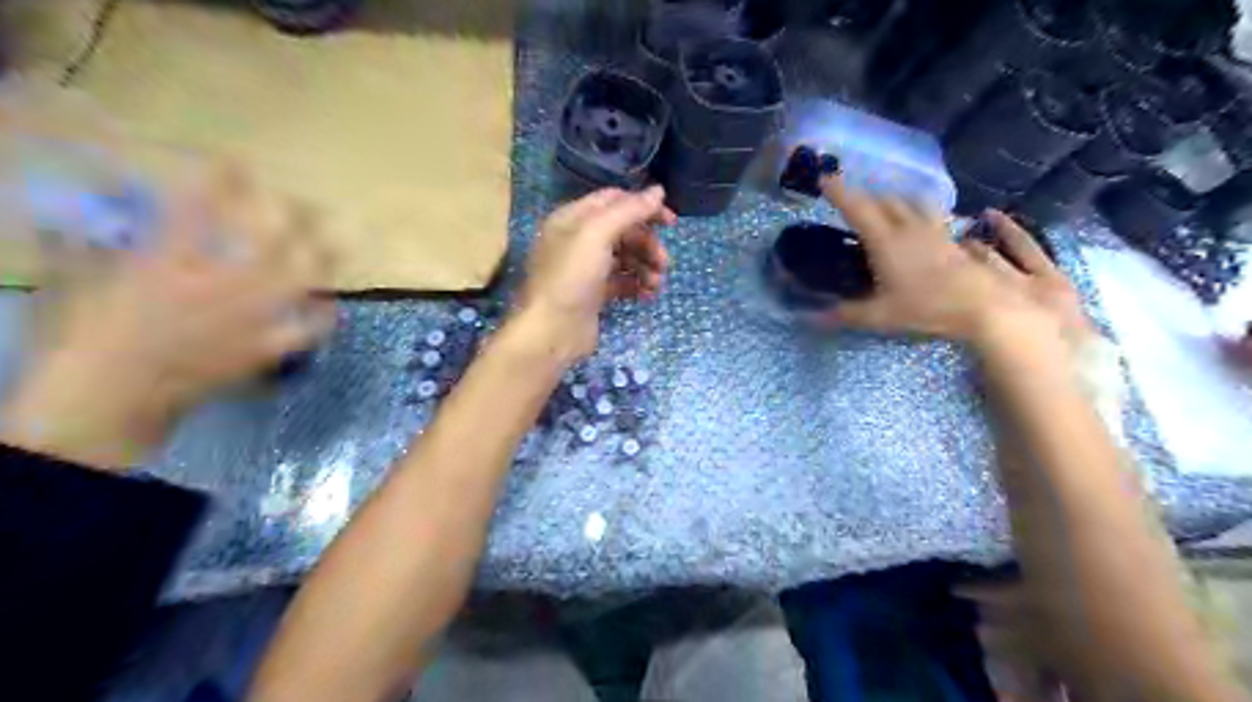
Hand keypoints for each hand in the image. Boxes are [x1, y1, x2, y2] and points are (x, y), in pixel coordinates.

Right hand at [0, 162, 336, 469]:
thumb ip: (95, 245)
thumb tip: (77, 213)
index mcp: (168, 263)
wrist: (112, 398)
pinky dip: (322, 317)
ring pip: (300, 281)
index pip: (196, 209)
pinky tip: (330, 305)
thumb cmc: (88, 338)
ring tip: (341, 244)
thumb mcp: (83, 281)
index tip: (236, 162)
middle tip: (306, 204)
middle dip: (293, 217)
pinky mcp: (262, 348)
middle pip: (270, 241)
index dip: (221, 181)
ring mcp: (246, 318)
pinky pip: (307, 331)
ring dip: (322, 260)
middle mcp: (218, 285)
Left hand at [510, 187, 675, 360]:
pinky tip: (648, 295)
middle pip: (623, 231)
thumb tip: (659, 191)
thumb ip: (629, 210)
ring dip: (646, 266)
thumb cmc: (571, 277)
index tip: (671, 222)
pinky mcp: (593, 294)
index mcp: (573, 218)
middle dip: (647, 244)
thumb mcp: (597, 234)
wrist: (551, 331)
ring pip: (625, 257)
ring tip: (656, 283)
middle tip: (664, 262)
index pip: (614, 200)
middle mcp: (578, 239)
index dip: (643, 207)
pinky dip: (637, 284)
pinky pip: (622, 282)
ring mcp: (586, 269)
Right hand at [818, 177, 1080, 347]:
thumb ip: (845, 314)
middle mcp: (908, 227)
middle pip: (883, 200)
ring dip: (891, 199)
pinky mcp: (951, 238)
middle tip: (848, 200)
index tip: (824, 177)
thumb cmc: (926, 308)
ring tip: (882, 205)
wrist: (982, 305)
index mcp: (885, 241)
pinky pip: (930, 213)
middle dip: (863, 195)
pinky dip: (917, 210)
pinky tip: (919, 221)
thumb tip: (812, 317)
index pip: (857, 208)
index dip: (839, 192)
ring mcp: (933, 230)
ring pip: (909, 201)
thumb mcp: (880, 316)